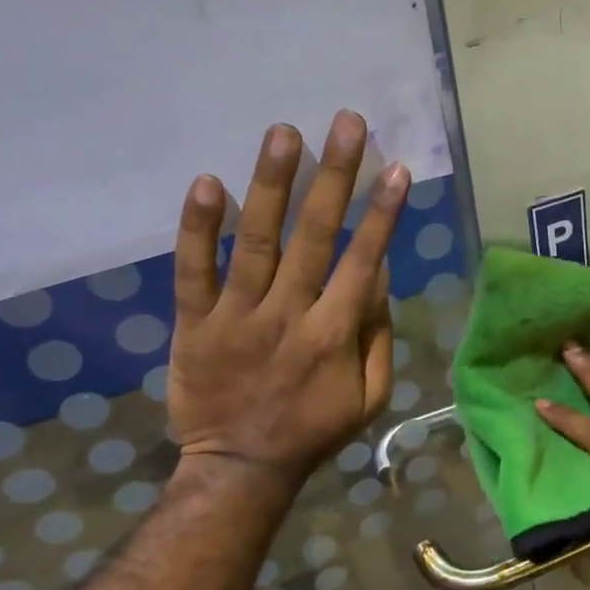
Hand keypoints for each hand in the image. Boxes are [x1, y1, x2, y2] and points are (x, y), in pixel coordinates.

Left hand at [167, 110, 408, 497]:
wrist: (240, 467)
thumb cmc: (314, 430)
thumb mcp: (369, 396)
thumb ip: (377, 336)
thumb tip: (379, 275)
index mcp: (334, 334)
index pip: (363, 261)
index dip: (382, 214)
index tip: (396, 169)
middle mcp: (288, 314)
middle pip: (315, 236)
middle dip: (335, 176)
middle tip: (347, 123)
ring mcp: (237, 316)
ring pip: (257, 241)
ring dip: (272, 184)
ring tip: (285, 133)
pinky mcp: (194, 322)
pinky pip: (193, 270)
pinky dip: (198, 229)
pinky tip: (208, 183)